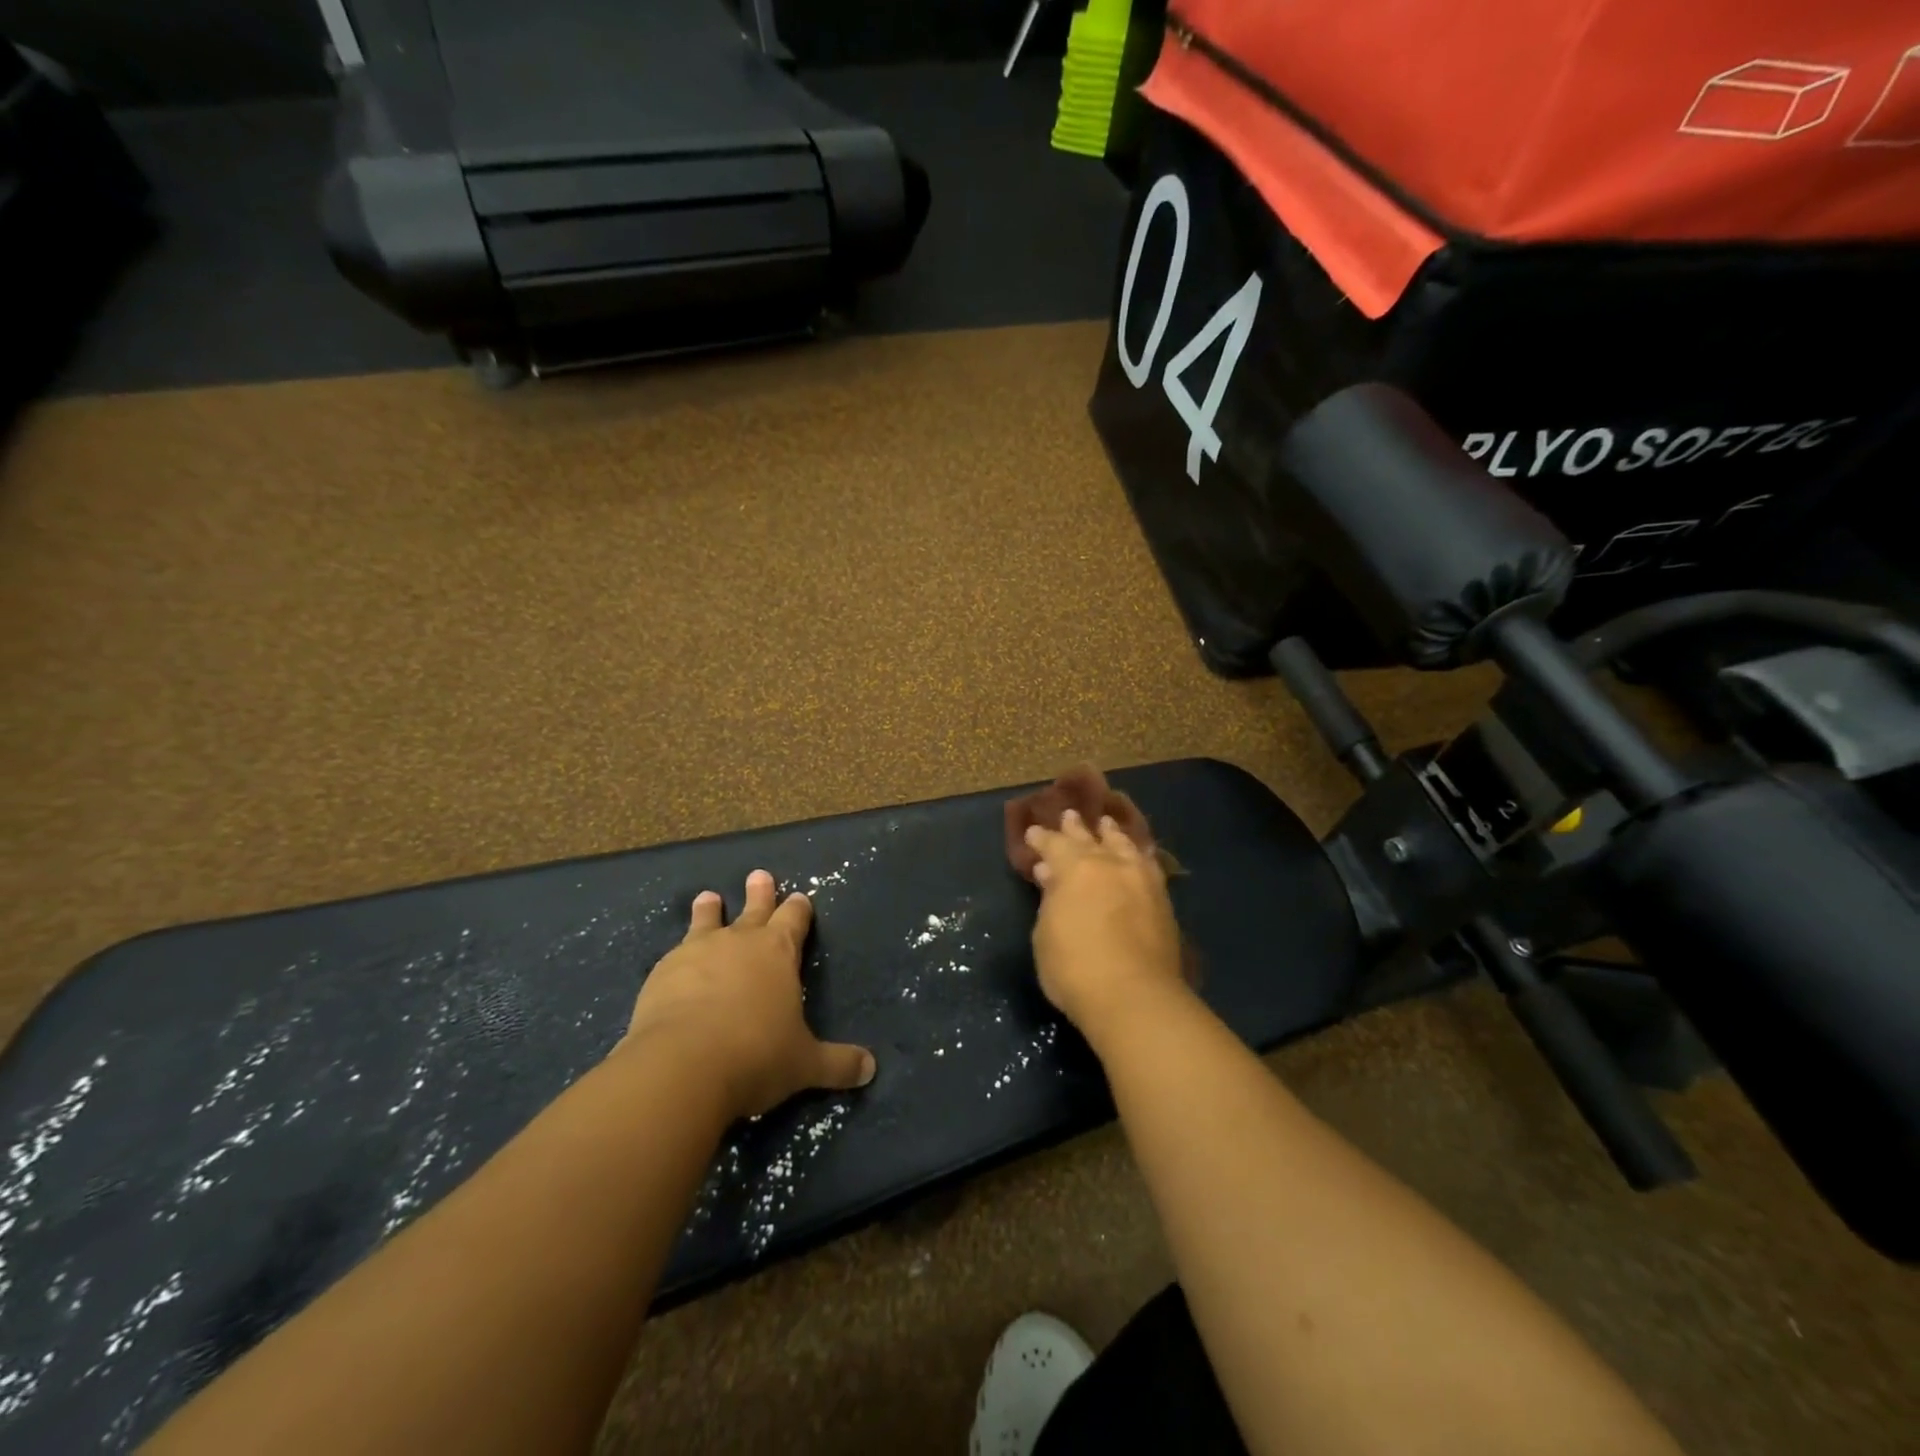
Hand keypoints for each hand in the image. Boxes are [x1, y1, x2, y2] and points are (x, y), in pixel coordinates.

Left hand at [620, 870, 875, 1120]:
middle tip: (759, 875)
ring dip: (709, 910)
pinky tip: (673, 962)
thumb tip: (871, 1069)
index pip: (794, 920)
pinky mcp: (661, 974)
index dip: (799, 909)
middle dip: (760, 893)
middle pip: (754, 909)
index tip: (800, 897)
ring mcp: (696, 953)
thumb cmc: (756, 1056)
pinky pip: (674, 955)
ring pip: (707, 922)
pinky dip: (679, 955)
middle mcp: (739, 942)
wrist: (682, 1066)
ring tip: (707, 897)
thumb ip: (837, 1064)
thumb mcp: (805, 1064)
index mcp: (778, 952)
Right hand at [1026, 809, 1186, 1045]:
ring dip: (1112, 835)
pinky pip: (1148, 865)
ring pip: (1124, 846)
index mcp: (1074, 868)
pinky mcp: (1163, 901)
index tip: (1032, 833)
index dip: (1040, 838)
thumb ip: (1050, 901)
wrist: (1135, 997)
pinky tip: (1138, 857)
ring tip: (1107, 826)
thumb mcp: (1045, 935)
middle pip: (1090, 838)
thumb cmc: (1075, 968)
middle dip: (1076, 828)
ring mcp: (1140, 880)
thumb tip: (1051, 876)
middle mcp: (1109, 864)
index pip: (1053, 844)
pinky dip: (1138, 856)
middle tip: (1069, 815)